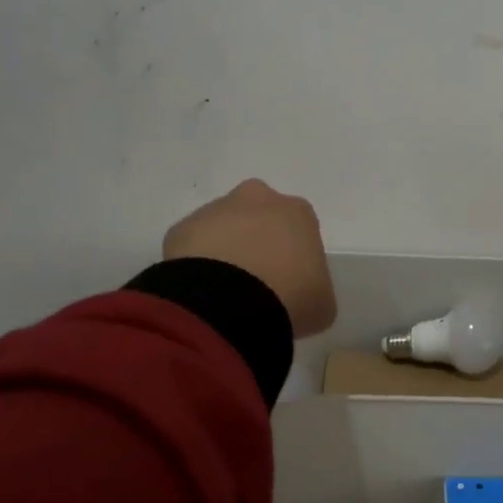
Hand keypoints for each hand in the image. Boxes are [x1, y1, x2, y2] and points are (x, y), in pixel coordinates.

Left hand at [163, 179, 337, 337]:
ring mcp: (215, 211)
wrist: (231, 302)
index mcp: (298, 212)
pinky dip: (196, 266)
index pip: (299, 228)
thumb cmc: (291, 297)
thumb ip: (314, 289)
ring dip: (224, 251)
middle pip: (259, 216)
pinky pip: (192, 247)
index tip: (290, 281)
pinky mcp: (181, 229)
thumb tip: (300, 293)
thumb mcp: (322, 302)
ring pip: (222, 228)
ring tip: (225, 293)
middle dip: (256, 240)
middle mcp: (257, 199)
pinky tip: (203, 293)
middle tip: (256, 280)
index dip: (294, 255)